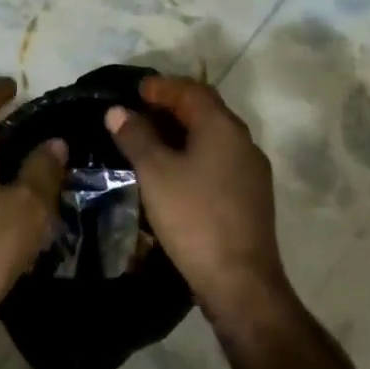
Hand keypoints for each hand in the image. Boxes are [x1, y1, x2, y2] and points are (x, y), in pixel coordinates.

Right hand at [105, 76, 288, 324]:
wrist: (240, 281)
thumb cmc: (194, 218)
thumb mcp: (155, 173)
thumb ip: (136, 136)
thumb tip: (118, 111)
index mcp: (223, 127)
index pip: (192, 90)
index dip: (162, 86)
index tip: (135, 91)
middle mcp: (243, 141)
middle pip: (206, 110)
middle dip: (172, 106)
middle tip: (139, 112)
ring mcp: (251, 170)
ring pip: (213, 137)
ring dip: (183, 132)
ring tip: (151, 141)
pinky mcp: (251, 196)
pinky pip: (219, 160)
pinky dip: (194, 154)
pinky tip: (175, 172)